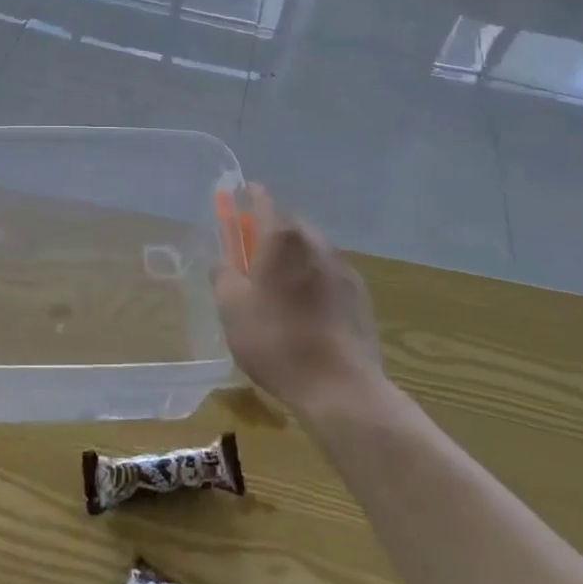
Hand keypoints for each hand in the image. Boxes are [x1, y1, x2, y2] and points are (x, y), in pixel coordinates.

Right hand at [214, 185, 386, 421]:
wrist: (341, 387)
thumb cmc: (276, 342)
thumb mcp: (232, 309)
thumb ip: (223, 275)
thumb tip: (223, 260)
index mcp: (282, 238)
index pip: (262, 201)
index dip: (248, 196)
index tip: (237, 196)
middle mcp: (315, 241)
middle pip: (289, 223)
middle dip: (269, 229)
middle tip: (251, 250)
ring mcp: (342, 266)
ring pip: (310, 247)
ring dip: (293, 254)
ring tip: (278, 282)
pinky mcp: (359, 292)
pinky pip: (328, 271)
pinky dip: (313, 276)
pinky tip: (305, 305)